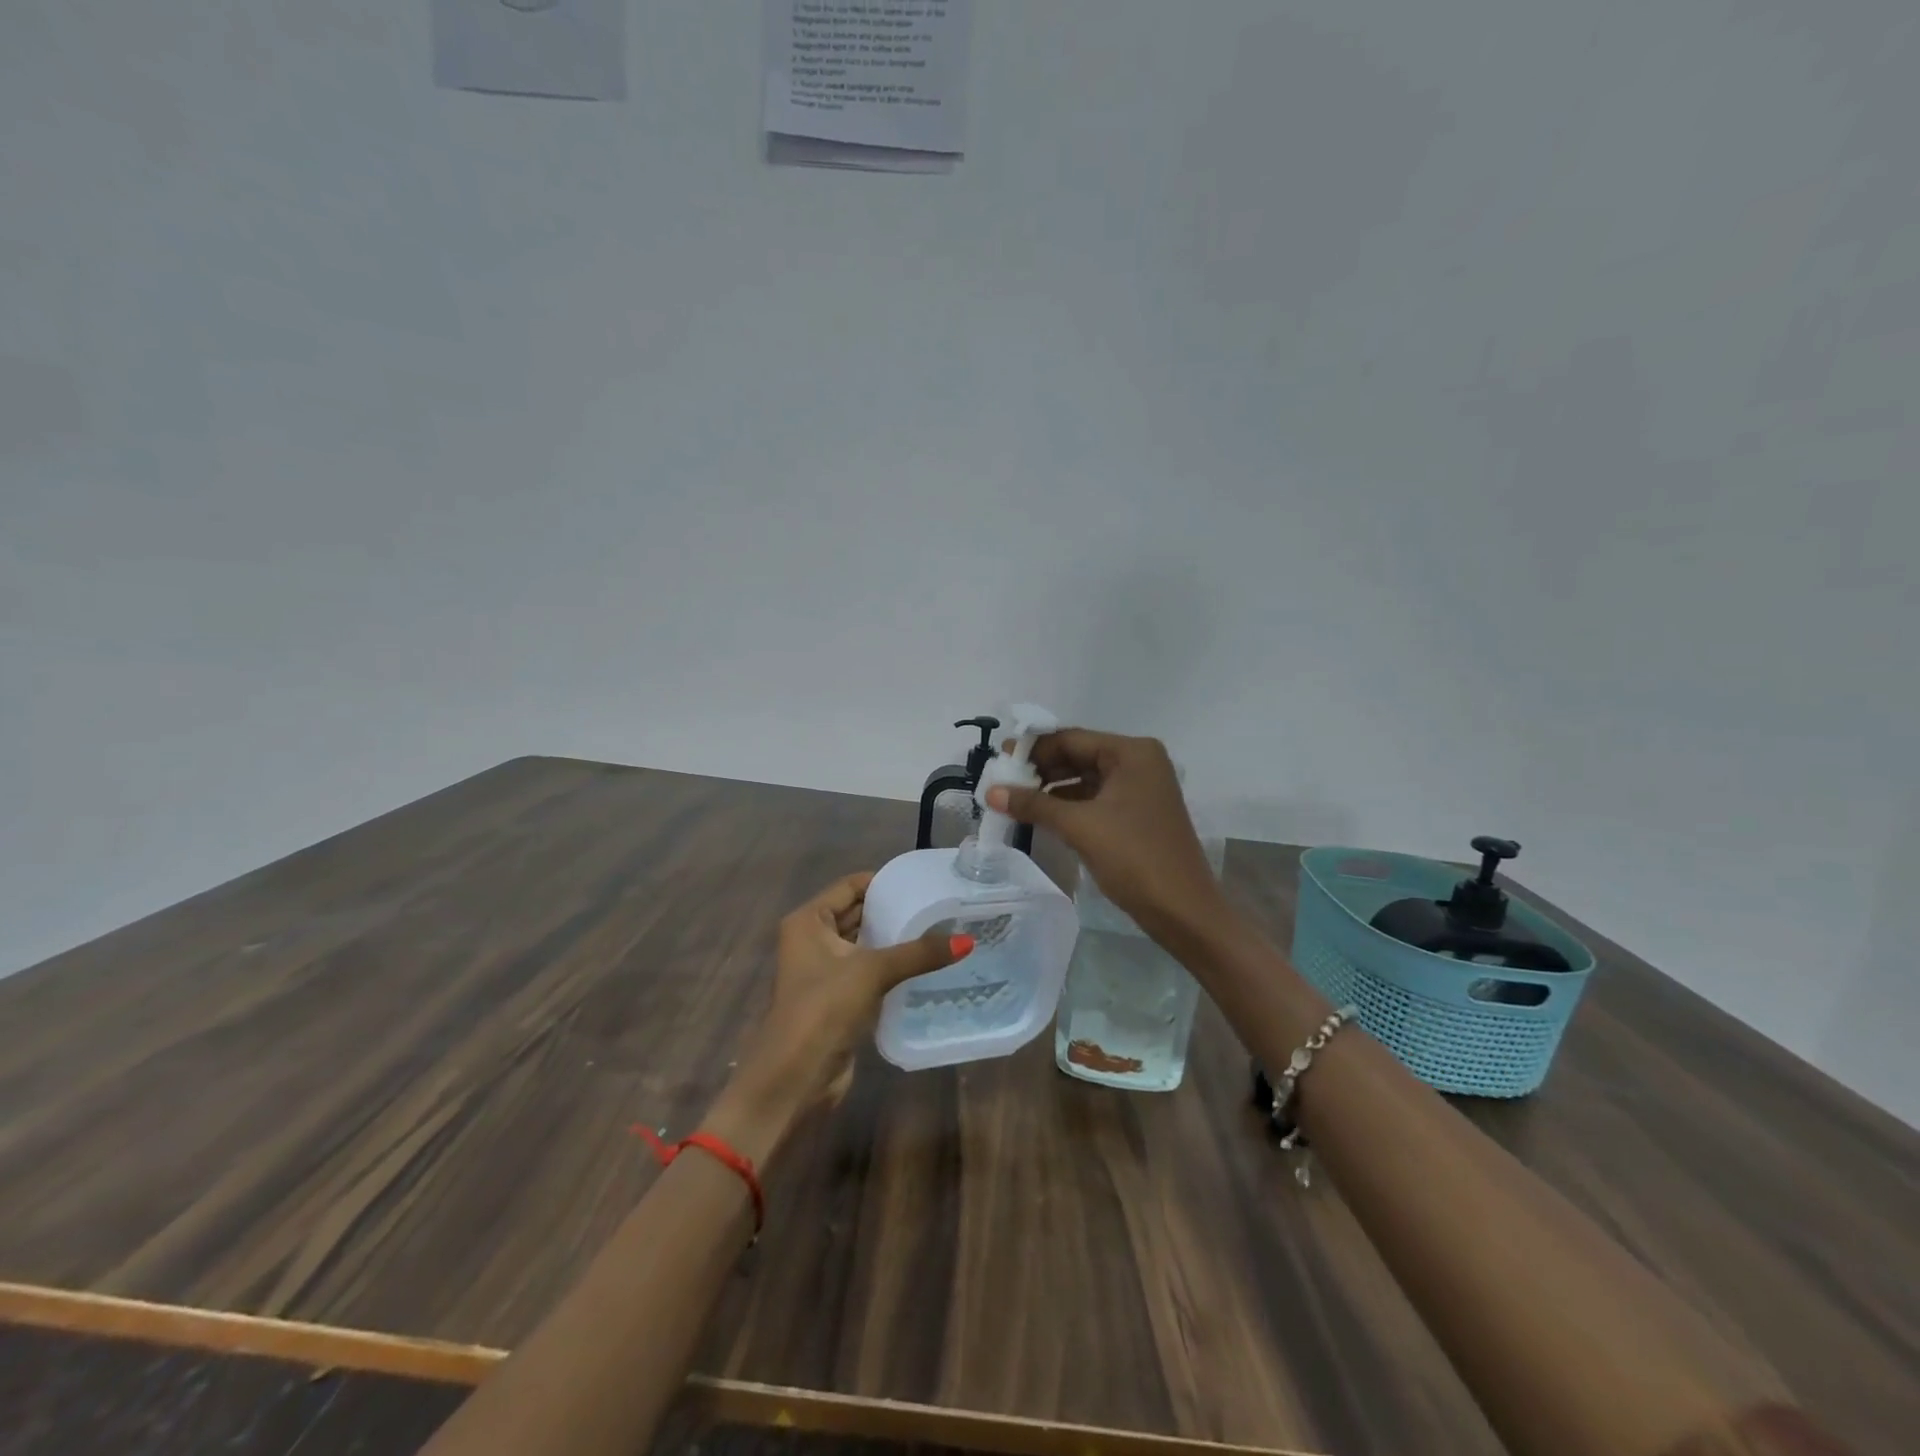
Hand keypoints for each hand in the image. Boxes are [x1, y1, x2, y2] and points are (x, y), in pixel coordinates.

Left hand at [705, 873, 966, 1164]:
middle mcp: (811, 939)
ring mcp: (822, 970)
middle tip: (937, 906)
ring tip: (937, 931)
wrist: (795, 1077)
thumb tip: (967, 941)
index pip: (850, 886)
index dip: (883, 882)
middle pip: (856, 913)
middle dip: (891, 910)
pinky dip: (889, 967)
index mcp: (808, 920)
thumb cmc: (823, 1009)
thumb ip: (918, 953)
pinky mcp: (835, 998)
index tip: (922, 883)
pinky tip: (923, 965)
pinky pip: (867, 971)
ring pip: (863, 944)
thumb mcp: (872, 972)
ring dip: (892, 940)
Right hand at [986, 729, 1227, 947]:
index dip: (1033, 749)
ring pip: (1085, 779)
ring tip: (1014, 799)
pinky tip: (1041, 816)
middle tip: (1002, 782)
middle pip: (1079, 756)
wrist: (1183, 911)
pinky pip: (1095, 799)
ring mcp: (1140, 789)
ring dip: (1051, 789)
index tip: (999, 759)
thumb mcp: (1080, 827)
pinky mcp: (1137, 814)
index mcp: (1132, 753)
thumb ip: (1034, 805)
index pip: (1072, 739)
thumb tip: (991, 792)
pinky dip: (1068, 806)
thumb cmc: (1134, 858)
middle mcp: (1139, 763)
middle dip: (1041, 769)